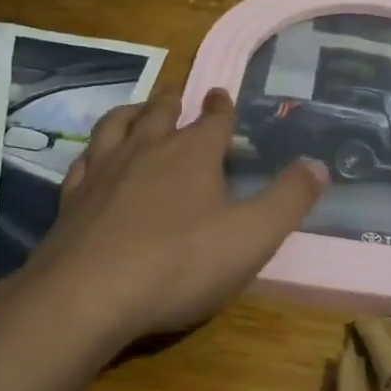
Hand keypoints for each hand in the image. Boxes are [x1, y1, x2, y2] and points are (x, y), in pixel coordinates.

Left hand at [18, 89, 326, 353]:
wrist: (88, 295)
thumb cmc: (179, 264)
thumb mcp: (252, 237)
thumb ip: (288, 200)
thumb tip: (318, 165)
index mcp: (192, 155)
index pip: (213, 119)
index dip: (222, 107)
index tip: (222, 95)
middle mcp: (146, 150)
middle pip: (161, 113)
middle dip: (174, 103)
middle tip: (179, 97)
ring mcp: (104, 171)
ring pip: (116, 126)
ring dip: (131, 113)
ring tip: (138, 112)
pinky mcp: (72, 198)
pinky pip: (84, 160)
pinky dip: (94, 151)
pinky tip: (94, 159)